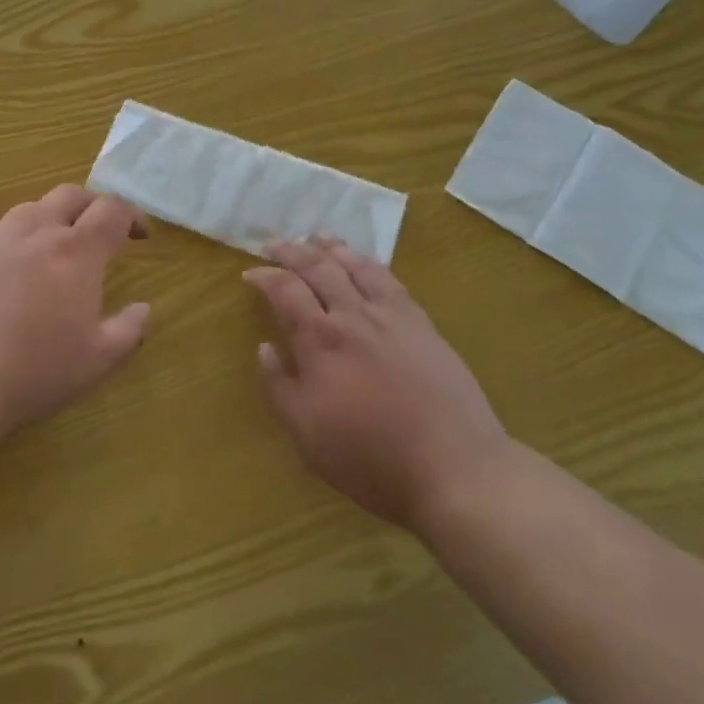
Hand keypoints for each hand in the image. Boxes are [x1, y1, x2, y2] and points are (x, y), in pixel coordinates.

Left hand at [0, 184, 150, 447]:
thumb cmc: (33, 371)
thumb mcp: (97, 361)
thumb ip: (129, 330)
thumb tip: (144, 308)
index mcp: (76, 251)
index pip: (112, 209)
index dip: (132, 215)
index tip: (139, 235)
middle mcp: (36, 232)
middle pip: (71, 195)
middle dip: (93, 205)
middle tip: (102, 230)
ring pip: (31, 209)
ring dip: (53, 218)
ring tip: (57, 248)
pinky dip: (18, 243)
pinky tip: (13, 276)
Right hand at [246, 239, 506, 535]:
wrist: (453, 466)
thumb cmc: (371, 458)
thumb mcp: (307, 437)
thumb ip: (280, 388)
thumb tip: (264, 348)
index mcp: (319, 341)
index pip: (285, 291)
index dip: (265, 277)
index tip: (250, 273)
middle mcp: (352, 316)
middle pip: (319, 268)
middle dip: (293, 251)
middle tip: (277, 243)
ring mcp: (391, 316)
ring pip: (356, 266)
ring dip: (332, 247)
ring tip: (318, 237)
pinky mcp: (421, 323)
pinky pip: (390, 279)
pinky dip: (370, 262)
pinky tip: (365, 262)